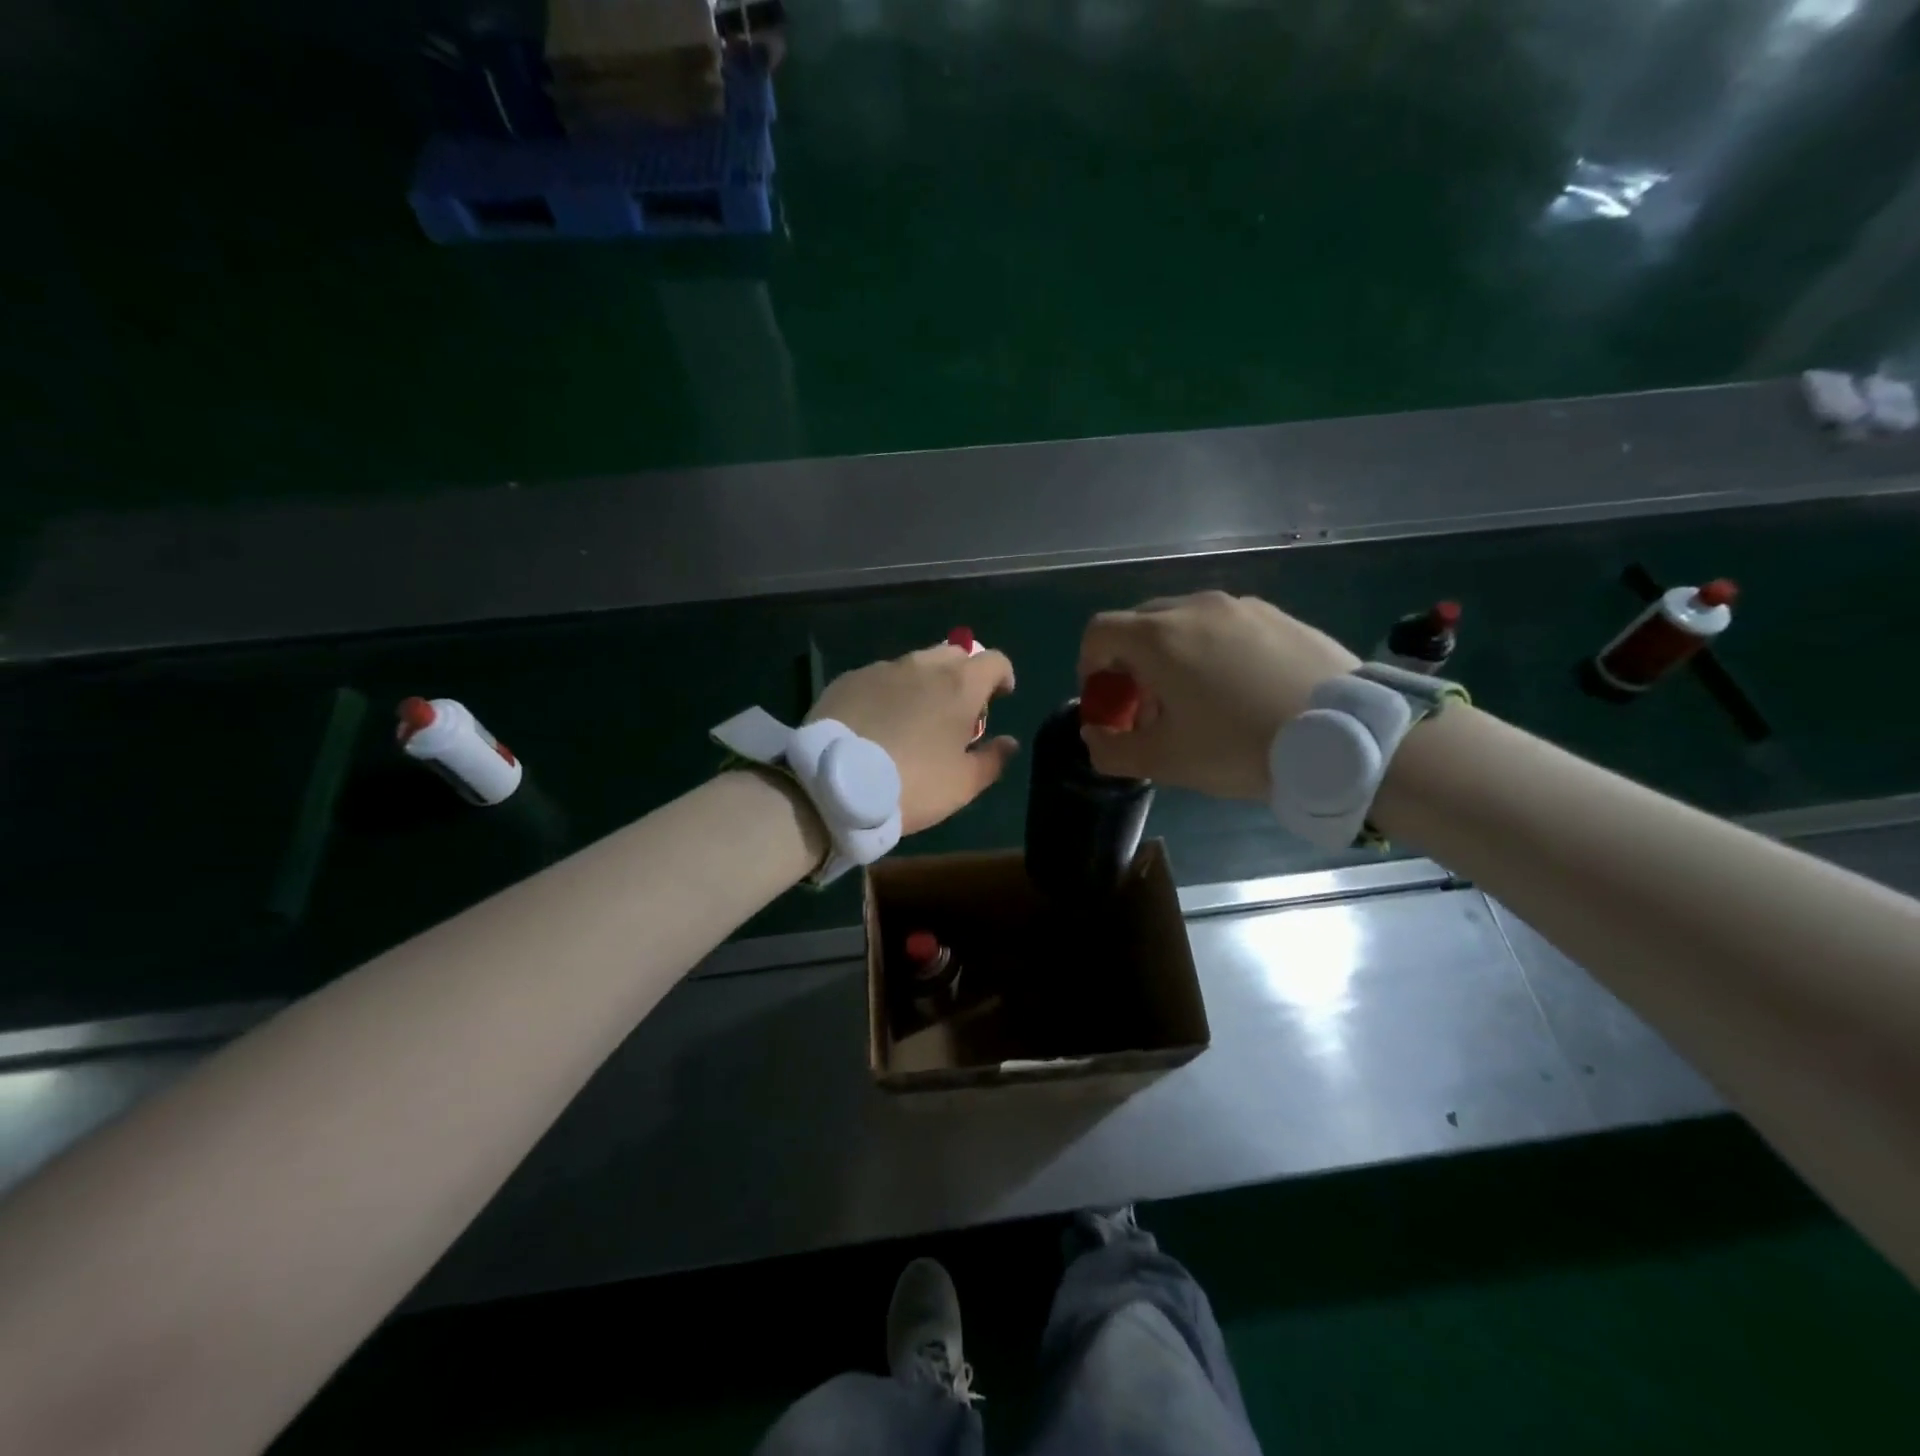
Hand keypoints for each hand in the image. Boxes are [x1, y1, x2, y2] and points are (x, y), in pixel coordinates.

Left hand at [809, 644, 1019, 833]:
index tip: (999, 698)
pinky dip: (888, 693)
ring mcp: (881, 669)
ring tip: (913, 718)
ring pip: (914, 664)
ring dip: (923, 683)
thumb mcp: (963, 784)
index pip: (994, 660)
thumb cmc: (912, 784)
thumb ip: (993, 759)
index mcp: (959, 686)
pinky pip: (879, 678)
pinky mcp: (848, 680)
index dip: (1002, 677)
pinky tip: (876, 723)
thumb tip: (1009, 743)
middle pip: (955, 654)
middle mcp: (922, 666)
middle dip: (963, 675)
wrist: (834, 784)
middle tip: (956, 711)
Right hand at [1077, 591, 1359, 800]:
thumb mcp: (1165, 761)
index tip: (1106, 700)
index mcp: (1159, 637)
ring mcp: (1241, 606)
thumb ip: (1112, 750)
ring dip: (1172, 655)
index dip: (1089, 665)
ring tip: (1197, 698)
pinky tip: (1240, 688)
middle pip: (1140, 624)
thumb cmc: (1240, 746)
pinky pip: (1225, 625)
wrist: (1345, 736)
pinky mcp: (1277, 615)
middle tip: (1148, 705)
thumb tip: (1094, 736)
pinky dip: (1212, 649)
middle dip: (1130, 662)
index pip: (1099, 631)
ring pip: (1184, 622)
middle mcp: (1194, 608)